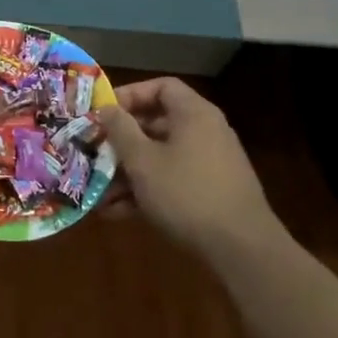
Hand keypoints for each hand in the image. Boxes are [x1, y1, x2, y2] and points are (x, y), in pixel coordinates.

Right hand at [94, 78, 283, 259]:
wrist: (242, 249)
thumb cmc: (186, 193)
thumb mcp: (142, 160)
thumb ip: (120, 130)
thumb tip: (107, 109)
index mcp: (194, 114)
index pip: (162, 87)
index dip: (130, 95)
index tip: (104, 114)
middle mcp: (206, 132)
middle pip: (157, 124)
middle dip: (122, 142)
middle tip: (95, 154)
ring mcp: (211, 164)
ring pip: (161, 158)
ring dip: (129, 173)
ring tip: (99, 193)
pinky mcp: (211, 193)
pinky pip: (173, 181)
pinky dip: (148, 190)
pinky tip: (119, 213)